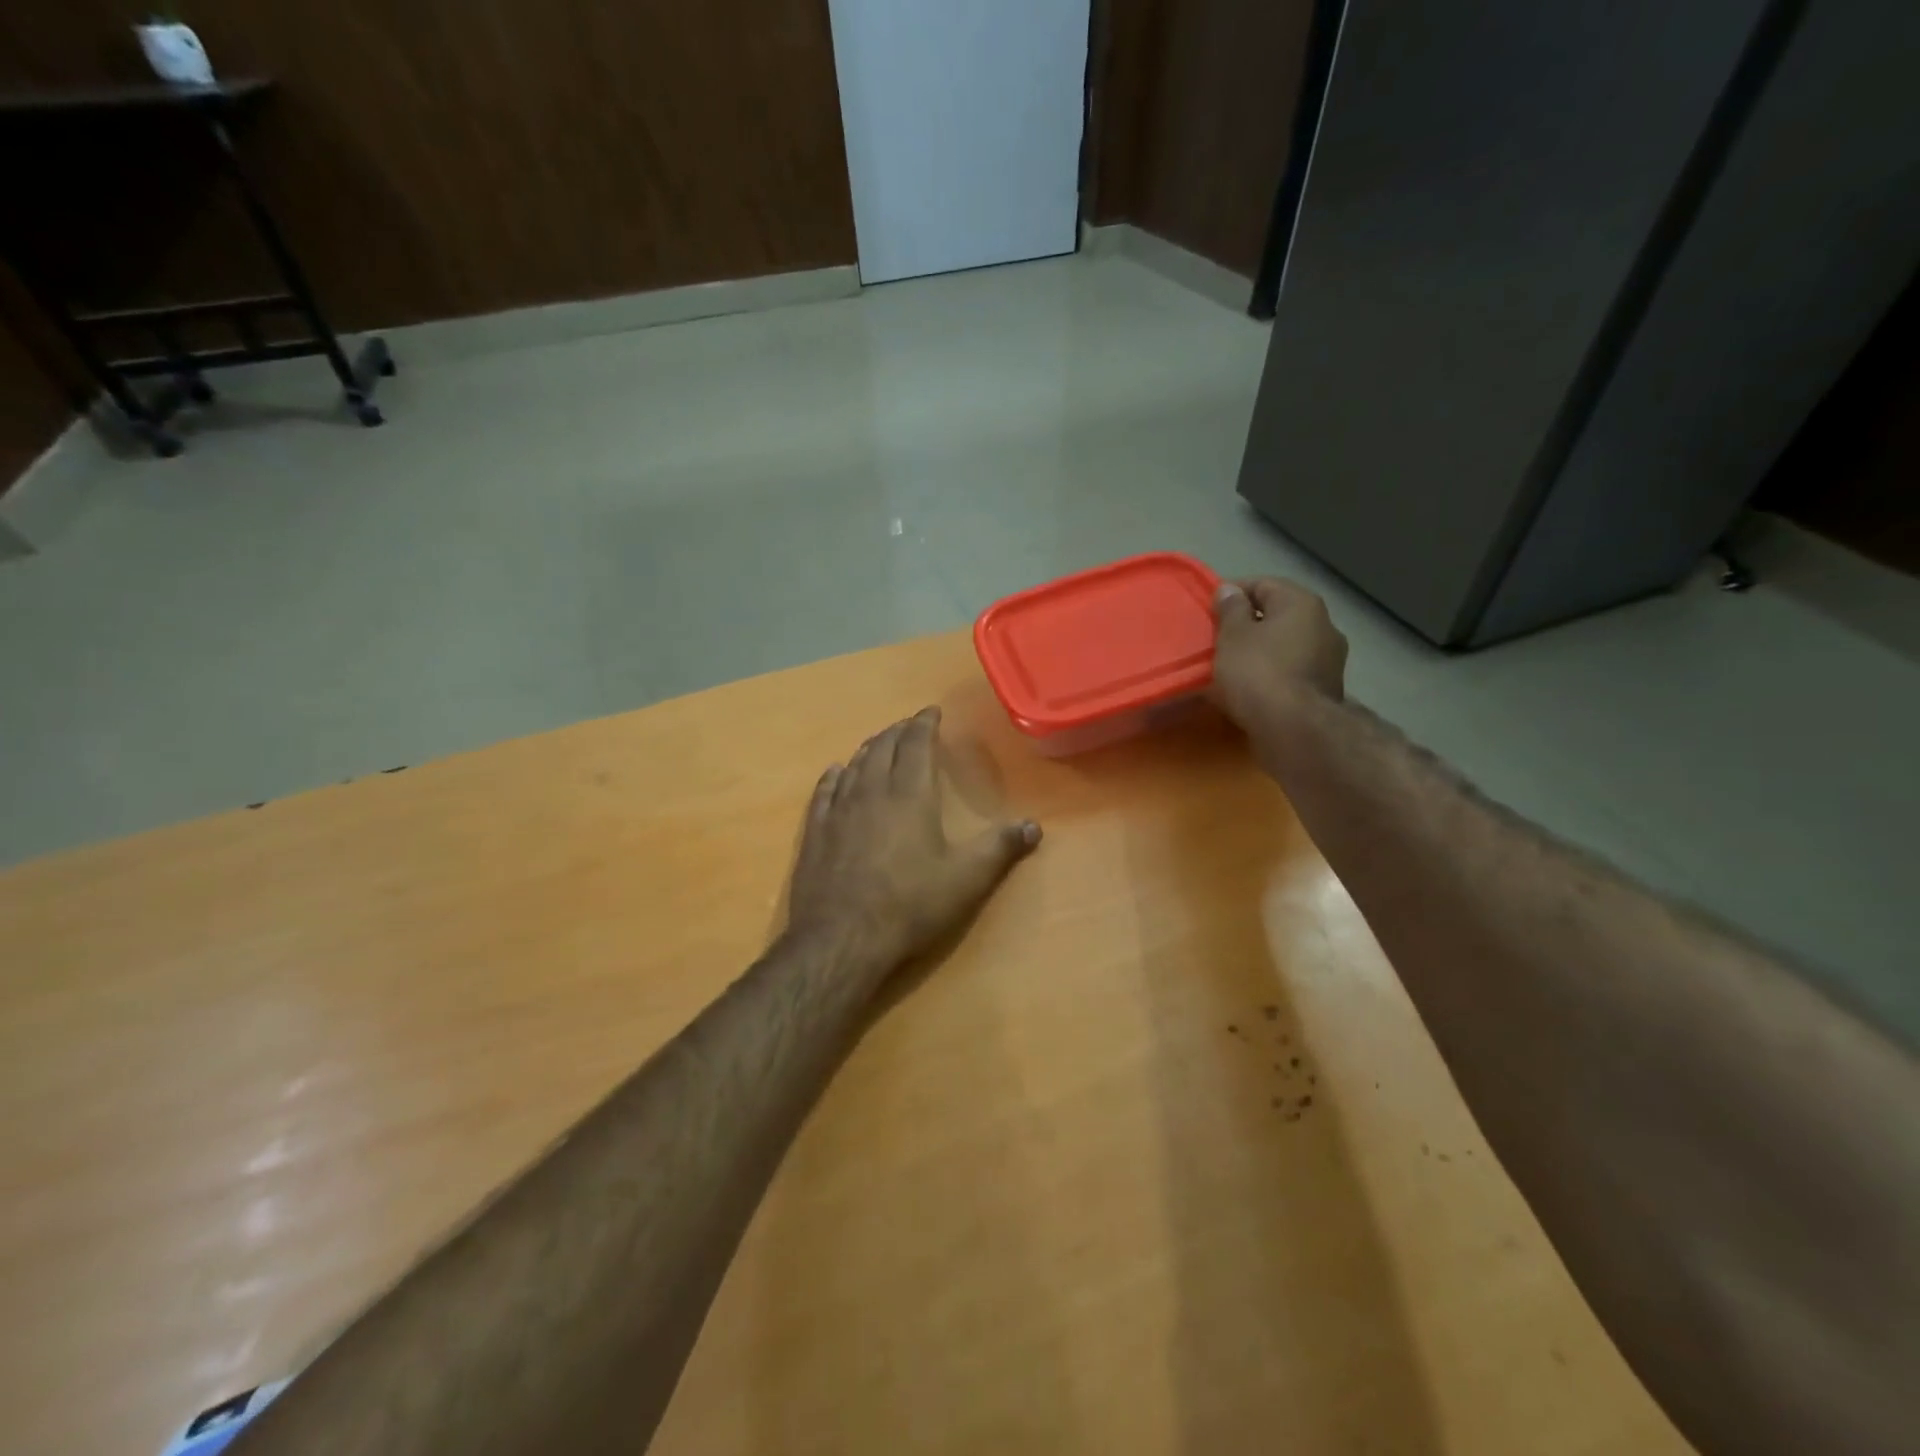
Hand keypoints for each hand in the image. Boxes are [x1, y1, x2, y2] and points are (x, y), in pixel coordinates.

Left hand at [786, 707, 1041, 981]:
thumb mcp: (966, 880)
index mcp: (910, 795)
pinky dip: (834, 775)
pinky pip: (824, 791)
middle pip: (883, 748)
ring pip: (854, 765)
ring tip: (879, 743)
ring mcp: (839, 810)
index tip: (931, 712)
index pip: (916, 745)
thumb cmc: (910, 905)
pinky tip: (836, 772)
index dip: (924, 725)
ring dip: (869, 749)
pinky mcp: (815, 832)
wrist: (842, 939)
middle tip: (909, 725)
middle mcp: (872, 792)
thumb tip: (1034, 826)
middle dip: (898, 732)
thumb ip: (1000, 849)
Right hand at [1209, 577, 1348, 729]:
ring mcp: (1330, 660)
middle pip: (1278, 616)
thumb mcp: (1233, 635)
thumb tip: (1230, 590)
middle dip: (1249, 625)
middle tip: (1218, 639)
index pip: (1263, 584)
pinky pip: (1292, 672)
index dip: (1233, 593)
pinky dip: (1272, 675)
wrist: (1294, 728)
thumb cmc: (1258, 672)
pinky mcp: (1325, 690)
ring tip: (1232, 667)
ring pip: (1286, 646)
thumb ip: (1231, 609)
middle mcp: (1324, 625)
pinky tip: (1252, 689)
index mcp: (1302, 603)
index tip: (1209, 610)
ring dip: (1261, 652)